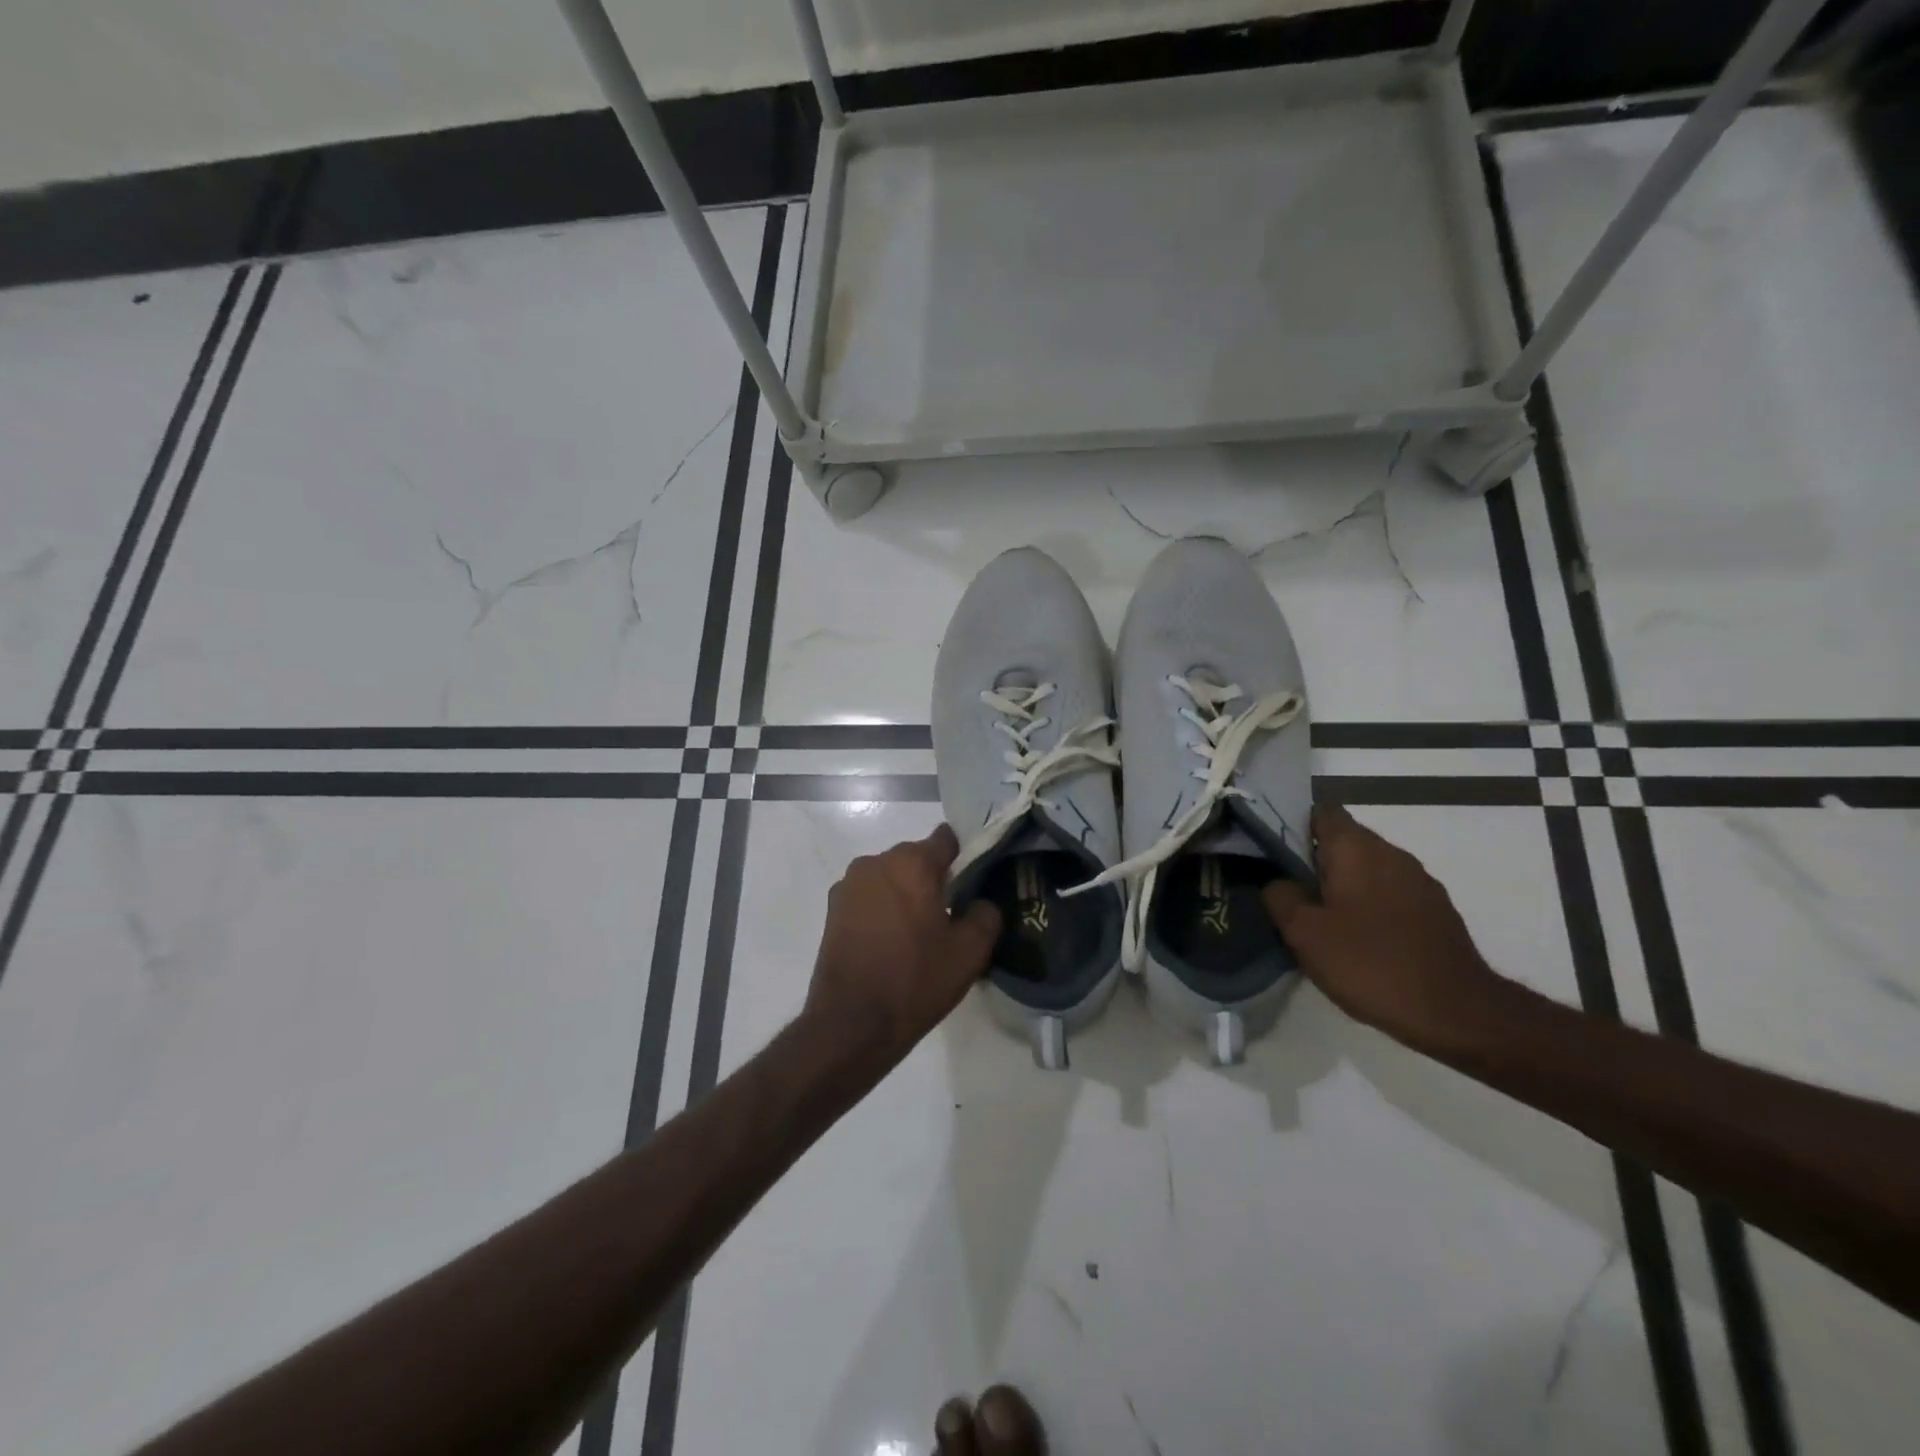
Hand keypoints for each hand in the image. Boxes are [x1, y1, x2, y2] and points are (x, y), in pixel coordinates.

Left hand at [804, 825, 1001, 1071]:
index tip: (974, 882)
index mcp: (912, 863)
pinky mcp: (832, 908)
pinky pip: (869, 897)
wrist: (851, 1024)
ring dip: (905, 894)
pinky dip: (882, 909)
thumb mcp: (970, 952)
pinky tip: (890, 943)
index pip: (947, 838)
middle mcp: (876, 862)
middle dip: (933, 879)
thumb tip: (980, 902)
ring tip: (917, 934)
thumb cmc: (915, 981)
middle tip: (949, 915)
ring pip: (890, 877)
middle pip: (916, 858)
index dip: (964, 856)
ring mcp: (849, 884)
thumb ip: (986, 914)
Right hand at [1263, 803, 1508, 1051]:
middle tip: (1289, 891)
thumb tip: (1278, 882)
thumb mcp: (1305, 933)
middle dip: (1316, 860)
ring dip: (1344, 885)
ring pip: (1369, 869)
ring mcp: (1419, 882)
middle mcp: (1391, 853)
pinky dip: (1370, 906)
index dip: (1294, 825)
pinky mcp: (1436, 911)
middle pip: (1344, 841)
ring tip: (1322, 918)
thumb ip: (1281, 897)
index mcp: (1356, 848)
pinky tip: (1359, 939)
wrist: (1457, 1013)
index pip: (1321, 812)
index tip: (1274, 852)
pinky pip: (1391, 894)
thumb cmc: (1371, 964)